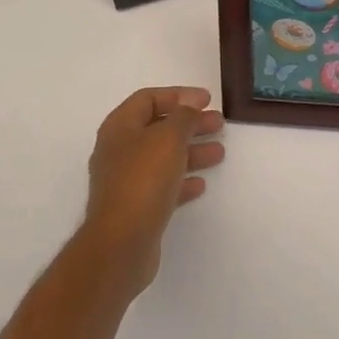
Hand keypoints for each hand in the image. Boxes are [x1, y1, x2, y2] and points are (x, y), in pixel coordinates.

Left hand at [83, 86, 225, 294]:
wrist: (121, 243)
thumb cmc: (143, 180)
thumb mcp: (169, 137)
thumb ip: (183, 116)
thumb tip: (189, 106)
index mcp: (120, 126)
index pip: (149, 98)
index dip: (179, 94)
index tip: (207, 100)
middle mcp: (119, 150)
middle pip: (158, 127)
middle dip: (190, 124)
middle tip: (219, 124)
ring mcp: (125, 180)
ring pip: (163, 157)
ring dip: (191, 151)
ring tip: (219, 152)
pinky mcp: (134, 207)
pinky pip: (161, 185)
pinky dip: (182, 180)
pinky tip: (201, 184)